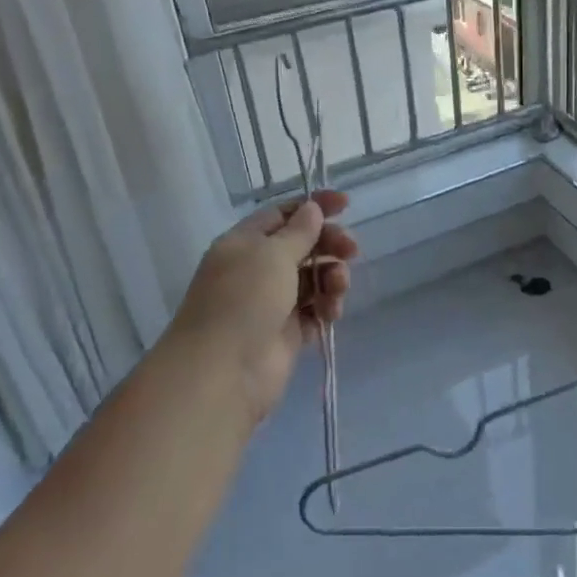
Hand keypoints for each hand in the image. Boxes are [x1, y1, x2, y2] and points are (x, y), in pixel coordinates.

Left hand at [172, 191, 359, 424]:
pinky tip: (331, 312)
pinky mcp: (288, 332)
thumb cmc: (244, 299)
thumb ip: (299, 232)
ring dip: (332, 276)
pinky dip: (327, 306)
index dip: (313, 207)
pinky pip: (315, 310)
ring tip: (338, 287)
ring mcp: (272, 302)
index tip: (346, 204)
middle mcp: (257, 269)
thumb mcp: (272, 254)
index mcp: (244, 243)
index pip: (282, 215)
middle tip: (352, 250)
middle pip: (303, 246)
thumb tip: (312, 209)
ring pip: (313, 278)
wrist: (224, 372)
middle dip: (329, 244)